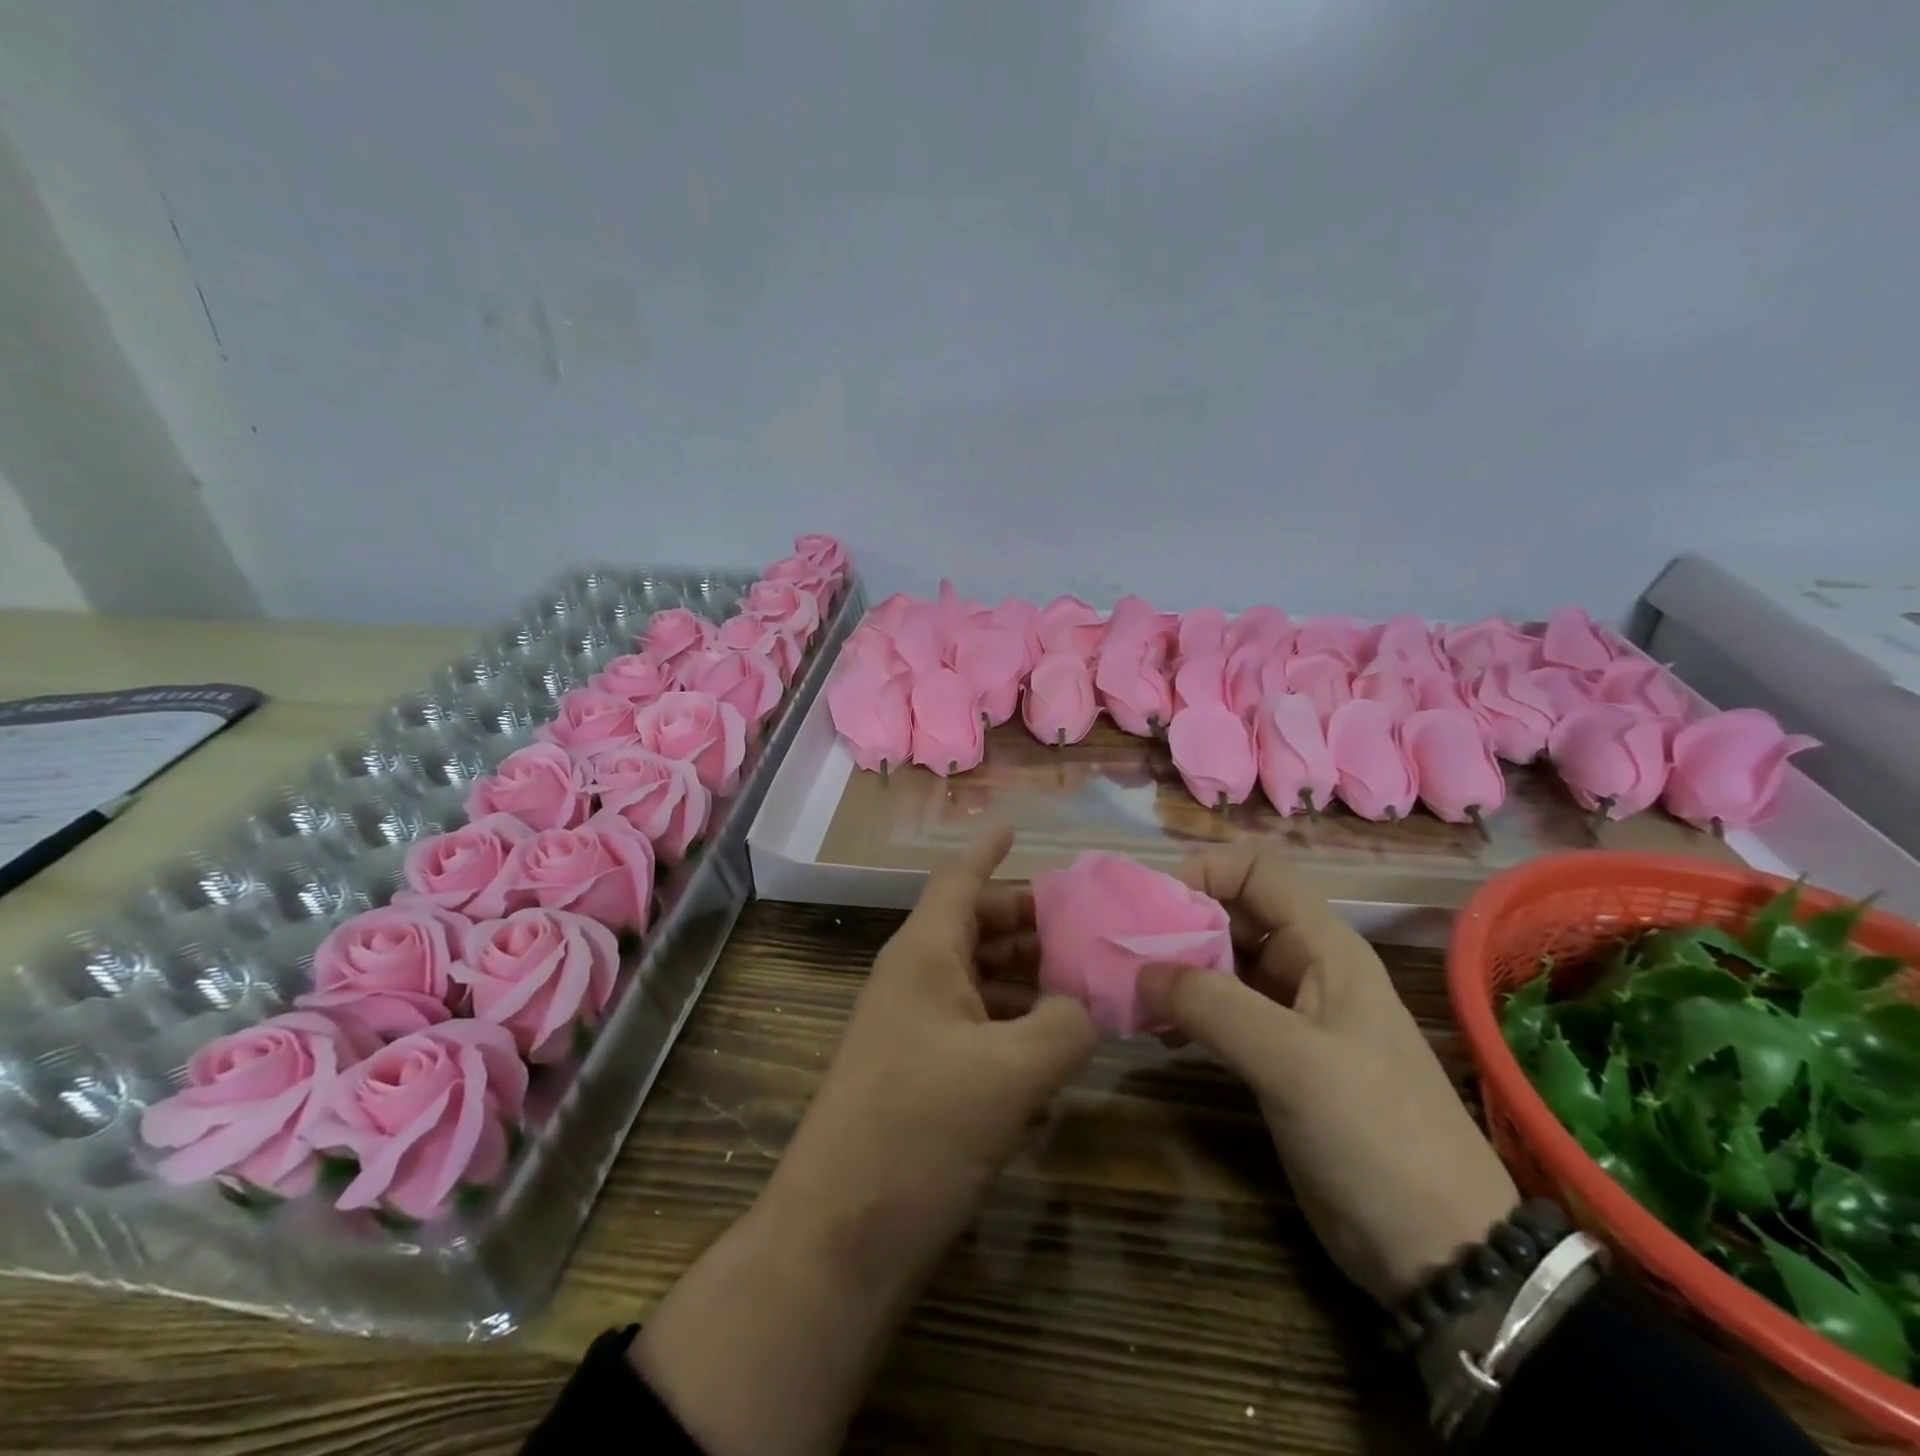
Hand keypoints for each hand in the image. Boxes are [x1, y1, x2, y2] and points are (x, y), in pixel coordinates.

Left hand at [766, 821, 1096, 1278]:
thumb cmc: (921, 1128)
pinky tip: (1054, 1045)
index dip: (988, 851)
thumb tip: (1081, 1005)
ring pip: (977, 978)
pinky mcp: (919, 1074)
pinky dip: (1013, 1023)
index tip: (1014, 826)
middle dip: (1028, 921)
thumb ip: (1064, 1024)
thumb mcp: (1012, 1072)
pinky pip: (974, 1026)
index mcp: (924, 954)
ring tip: (1084, 981)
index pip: (958, 880)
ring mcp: (913, 1028)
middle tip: (1086, 924)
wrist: (841, 1234)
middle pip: (975, 927)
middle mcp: (915, 979)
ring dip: (1025, 976)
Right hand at [1140, 847, 1517, 1304]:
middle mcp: (1307, 969)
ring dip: (1176, 971)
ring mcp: (1292, 1016)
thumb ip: (1213, 1005)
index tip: (1154, 908)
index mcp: (1324, 948)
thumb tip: (1142, 970)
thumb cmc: (1374, 1135)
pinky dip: (1187, 1011)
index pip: (1257, 873)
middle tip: (1126, 954)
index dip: (1205, 873)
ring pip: (1223, 965)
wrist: (1439, 1250)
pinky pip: (1222, 1013)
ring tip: (1132, 995)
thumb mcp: (1292, 1062)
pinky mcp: (1278, 1058)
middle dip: (1179, 924)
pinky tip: (1158, 1033)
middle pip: (1233, 915)